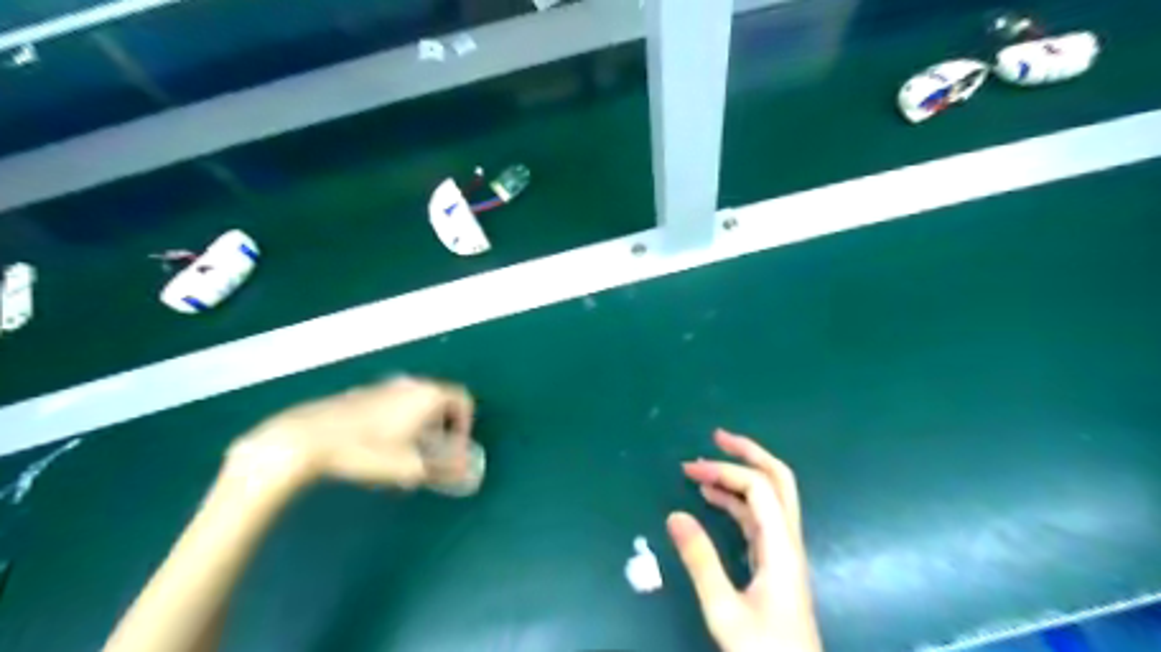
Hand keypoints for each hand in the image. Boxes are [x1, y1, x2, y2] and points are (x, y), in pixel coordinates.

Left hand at [223, 375, 472, 491]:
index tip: (454, 450)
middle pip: (441, 401)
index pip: (463, 401)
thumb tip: (466, 471)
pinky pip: (394, 404)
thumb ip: (444, 468)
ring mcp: (385, 386)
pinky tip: (378, 447)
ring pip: (416, 403)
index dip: (466, 426)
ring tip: (405, 455)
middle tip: (432, 454)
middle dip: (442, 428)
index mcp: (428, 395)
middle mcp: (411, 384)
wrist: (307, 438)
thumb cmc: (366, 450)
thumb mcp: (409, 466)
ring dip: (420, 426)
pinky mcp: (363, 393)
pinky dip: (399, 421)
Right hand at [667, 430, 819, 650]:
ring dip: (741, 475)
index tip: (689, 470)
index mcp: (780, 546)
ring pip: (770, 496)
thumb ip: (700, 561)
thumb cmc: (763, 650)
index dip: (725, 471)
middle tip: (717, 437)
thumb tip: (674, 515)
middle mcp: (787, 540)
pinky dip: (737, 499)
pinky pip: (759, 517)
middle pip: (779, 479)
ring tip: (704, 468)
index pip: (758, 488)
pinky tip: (713, 499)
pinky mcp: (776, 562)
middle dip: (749, 452)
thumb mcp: (724, 610)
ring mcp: (784, 551)